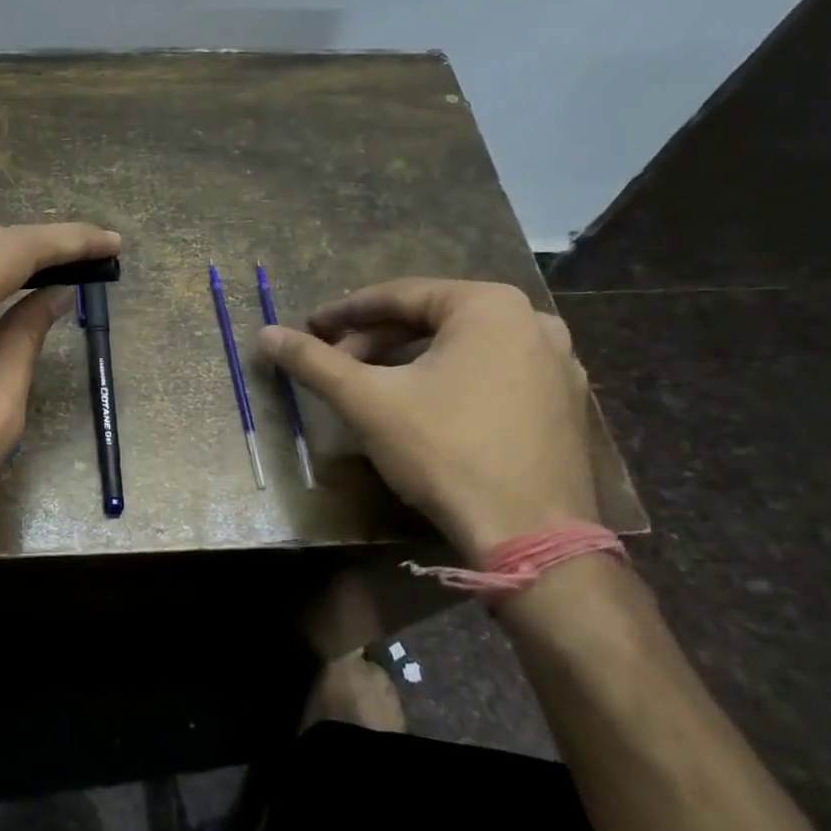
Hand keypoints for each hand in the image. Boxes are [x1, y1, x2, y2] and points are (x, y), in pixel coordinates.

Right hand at [257, 278, 596, 560]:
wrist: (531, 535)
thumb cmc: (445, 450)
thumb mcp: (367, 401)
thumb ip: (314, 362)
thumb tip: (266, 334)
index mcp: (488, 306)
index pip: (399, 295)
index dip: (346, 312)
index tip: (310, 327)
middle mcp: (532, 321)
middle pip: (432, 319)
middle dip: (376, 339)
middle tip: (335, 361)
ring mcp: (557, 363)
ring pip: (463, 347)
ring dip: (410, 359)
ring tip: (371, 384)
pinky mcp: (564, 403)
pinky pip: (492, 373)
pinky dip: (449, 379)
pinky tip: (423, 407)